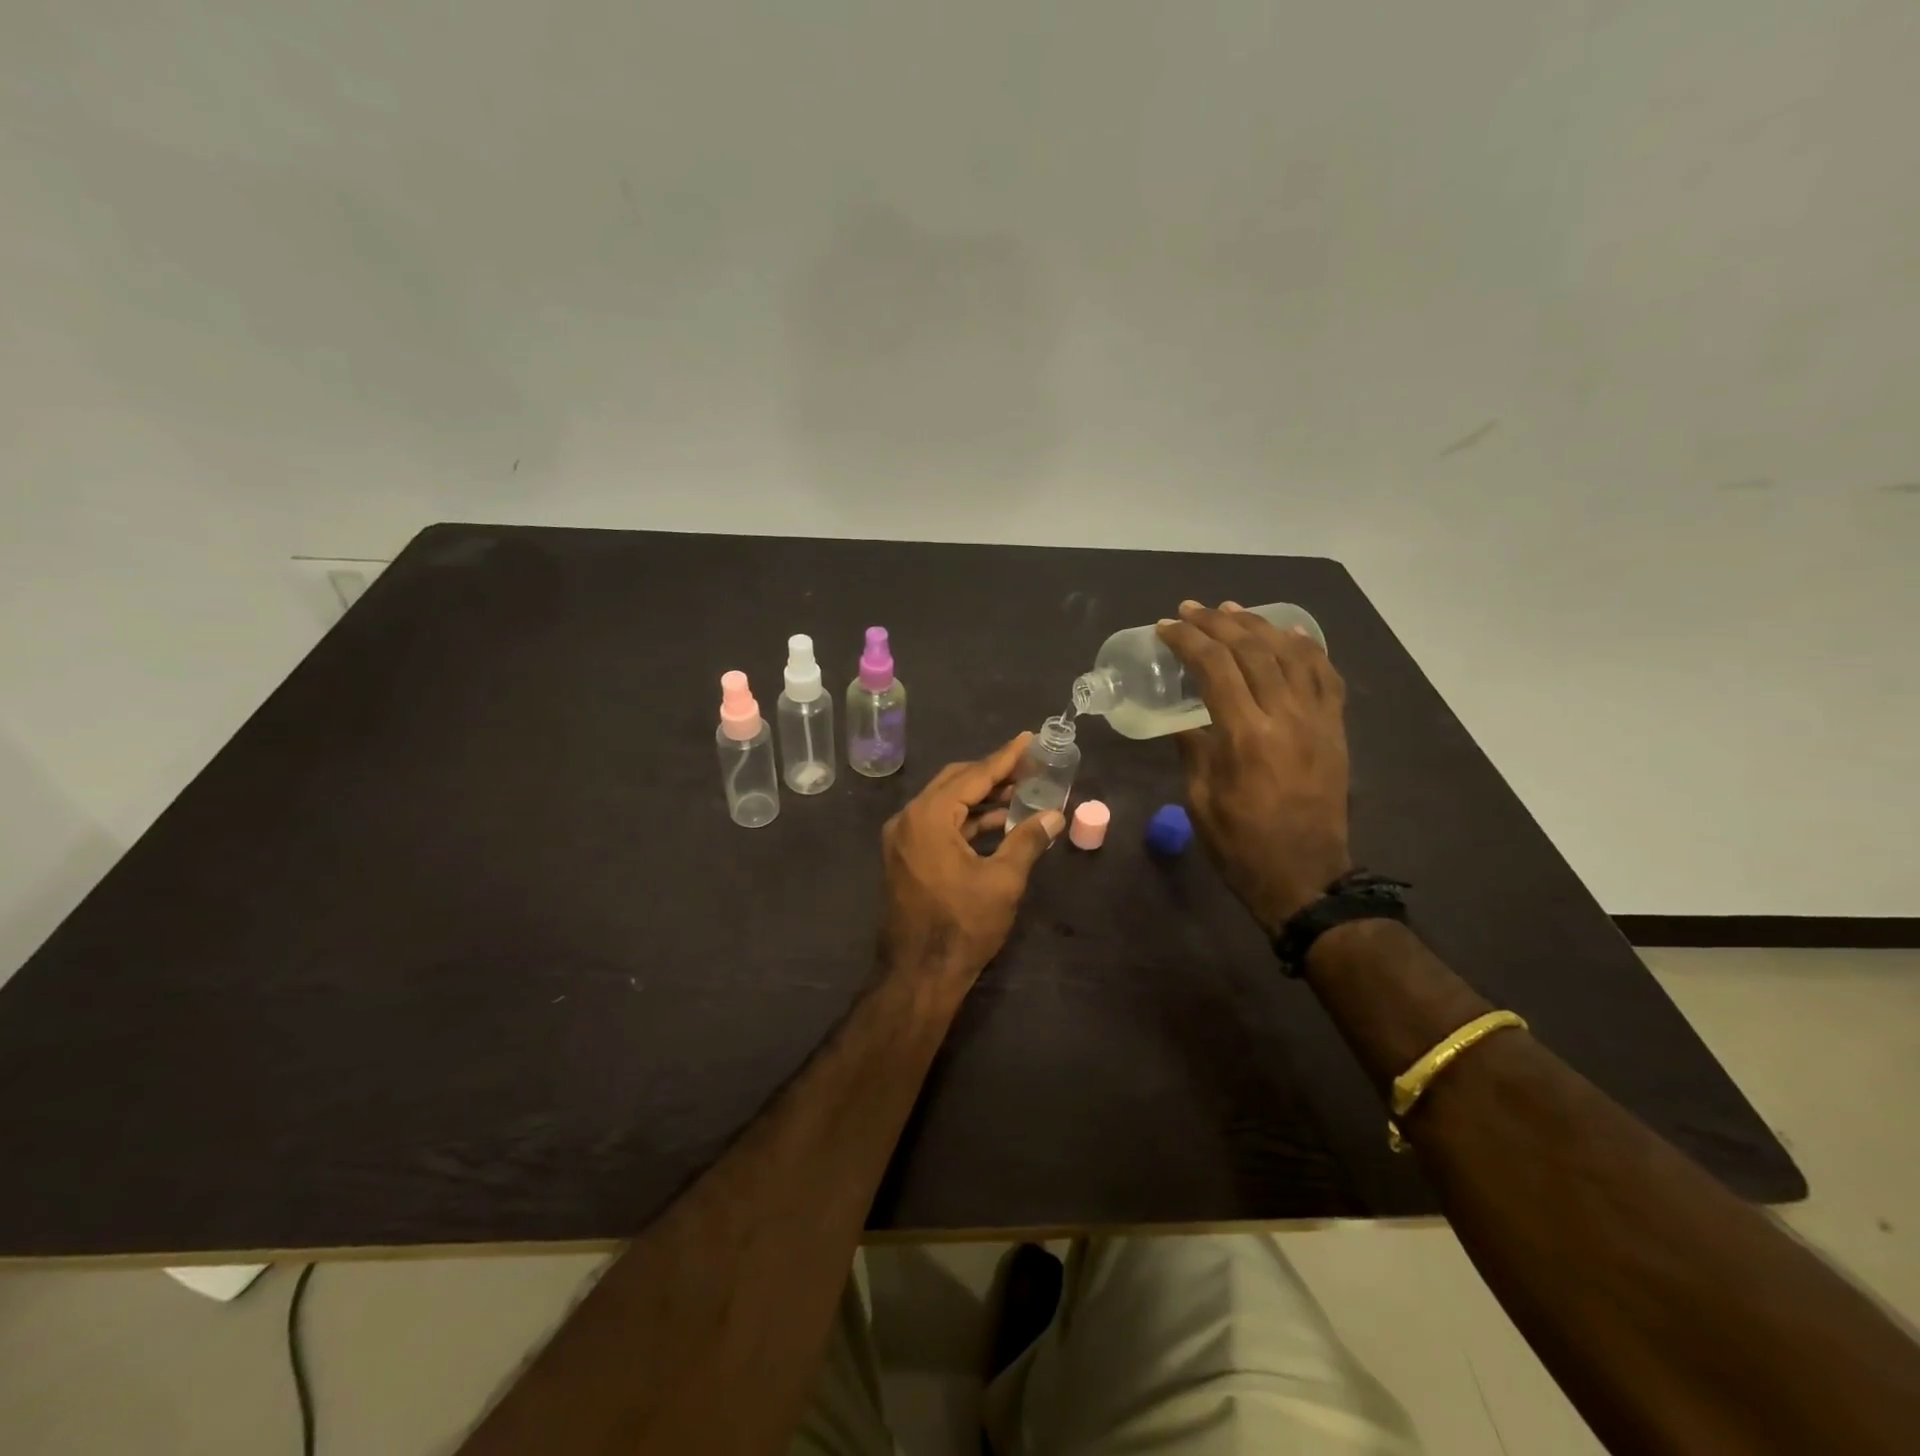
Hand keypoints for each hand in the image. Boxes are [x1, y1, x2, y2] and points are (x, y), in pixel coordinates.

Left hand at [879, 733, 1064, 992]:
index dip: (1005, 757)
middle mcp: (909, 819)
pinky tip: (997, 823)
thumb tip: (1055, 815)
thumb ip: (1028, 840)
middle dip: (993, 773)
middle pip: (955, 782)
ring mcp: (903, 839)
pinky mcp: (906, 857)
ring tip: (1021, 793)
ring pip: (946, 804)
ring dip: (981, 798)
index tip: (1029, 740)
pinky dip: (967, 820)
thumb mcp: (1003, 881)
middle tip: (1029, 766)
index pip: (973, 774)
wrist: (918, 974)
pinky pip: (939, 825)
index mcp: (928, 816)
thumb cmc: (962, 925)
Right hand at [1157, 600, 1351, 933]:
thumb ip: (1193, 749)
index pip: (1215, 667)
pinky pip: (1326, 676)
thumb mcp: (1200, 799)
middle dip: (1217, 623)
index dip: (1187, 640)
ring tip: (1231, 611)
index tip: (1165, 627)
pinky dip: (1307, 649)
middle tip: (1190, 610)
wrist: (1305, 876)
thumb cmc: (1240, 844)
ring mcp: (1317, 720)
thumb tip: (1186, 719)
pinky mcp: (1335, 729)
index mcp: (1245, 735)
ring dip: (1258, 626)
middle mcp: (1285, 716)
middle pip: (1252, 650)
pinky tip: (1289, 635)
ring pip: (1290, 654)